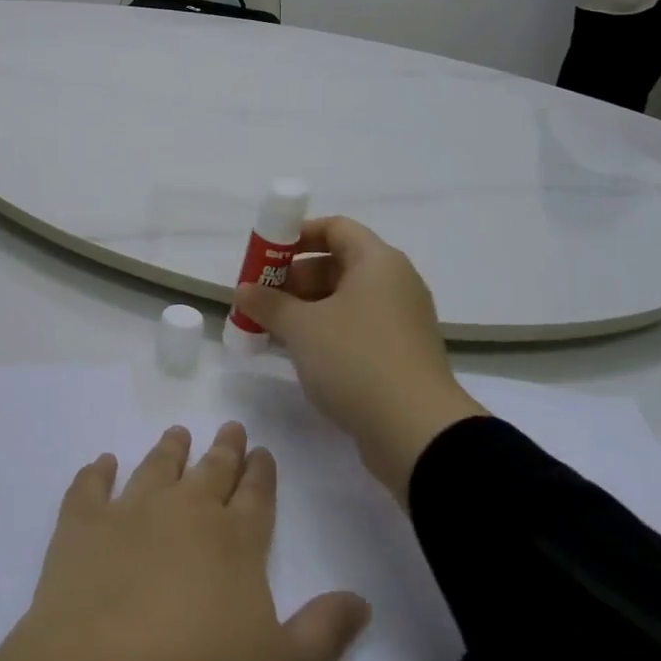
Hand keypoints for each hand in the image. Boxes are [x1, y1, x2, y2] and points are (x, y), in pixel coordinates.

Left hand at [0, 423, 370, 660]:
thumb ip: (324, 633)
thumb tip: (361, 598)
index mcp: (235, 544)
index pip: (256, 496)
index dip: (262, 472)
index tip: (263, 450)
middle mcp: (185, 513)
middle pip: (211, 471)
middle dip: (225, 449)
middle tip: (230, 427)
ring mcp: (129, 514)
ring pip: (156, 467)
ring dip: (169, 449)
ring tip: (178, 433)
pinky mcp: (79, 529)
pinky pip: (89, 487)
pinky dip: (96, 472)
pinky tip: (102, 463)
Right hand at [234, 218, 484, 503]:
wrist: (417, 433)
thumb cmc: (356, 360)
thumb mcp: (302, 327)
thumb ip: (268, 303)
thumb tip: (243, 290)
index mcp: (378, 262)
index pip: (335, 227)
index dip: (297, 235)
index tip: (265, 255)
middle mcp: (395, 283)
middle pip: (338, 264)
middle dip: (295, 278)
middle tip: (261, 299)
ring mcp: (401, 320)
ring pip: (345, 300)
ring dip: (306, 309)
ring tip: (271, 328)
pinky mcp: (401, 354)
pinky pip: (357, 328)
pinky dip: (327, 332)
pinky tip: (299, 353)